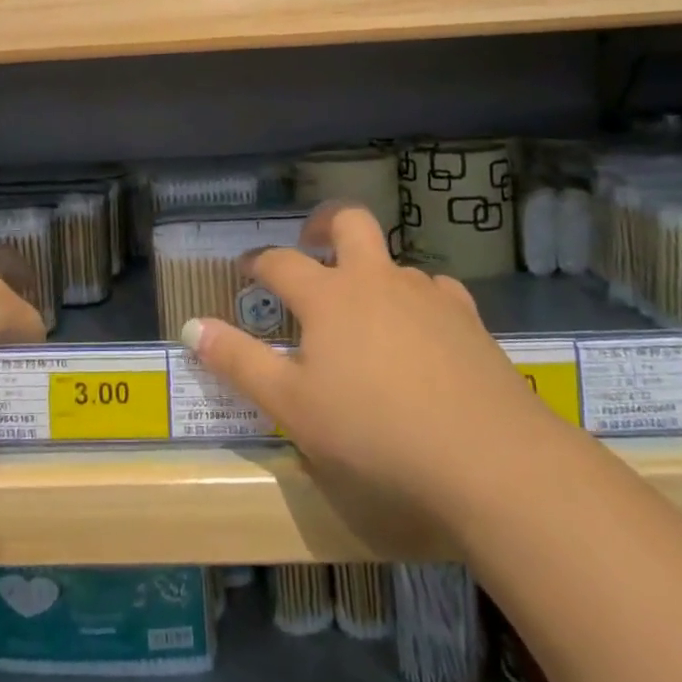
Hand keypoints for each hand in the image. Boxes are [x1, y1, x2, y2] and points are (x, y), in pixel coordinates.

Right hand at [181, 203, 560, 549]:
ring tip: (364, 310)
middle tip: (311, 243)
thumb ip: (239, 362)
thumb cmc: (374, 432)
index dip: (257, 262)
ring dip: (372, 271)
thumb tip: (192, 326)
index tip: (245, 269)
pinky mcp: (469, 321)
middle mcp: (376, 280)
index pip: (280, 262)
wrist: (489, 459)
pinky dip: (417, 301)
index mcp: (329, 297)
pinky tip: (420, 332)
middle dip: (324, 224)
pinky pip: (435, 293)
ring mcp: (427, 296)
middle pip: (349, 222)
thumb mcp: (292, 405)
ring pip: (394, 261)